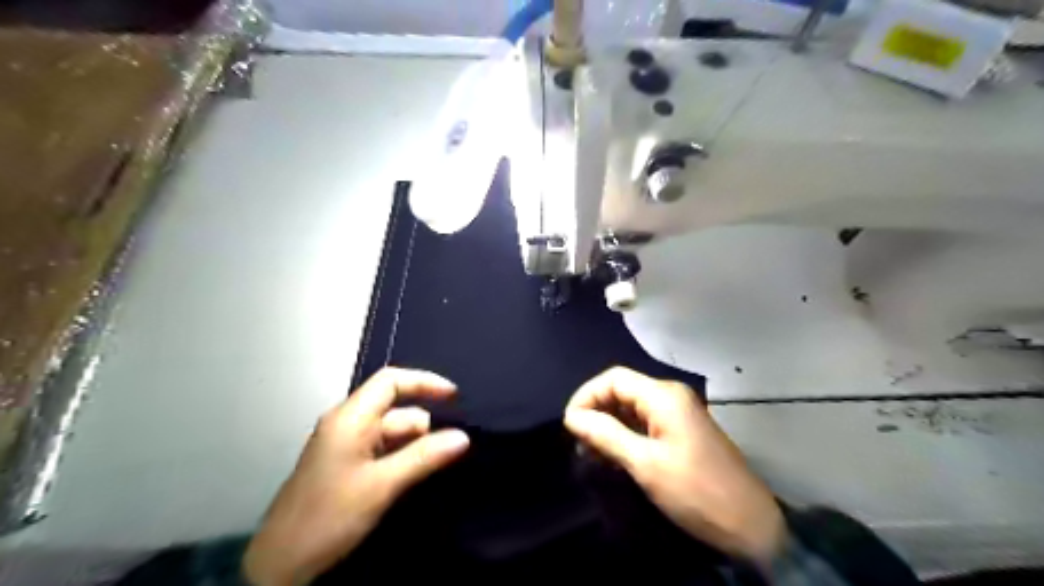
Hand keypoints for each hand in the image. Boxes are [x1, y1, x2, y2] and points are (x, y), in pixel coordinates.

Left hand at [244, 368, 470, 582]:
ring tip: (438, 465)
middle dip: (424, 426)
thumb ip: (424, 457)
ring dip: (415, 445)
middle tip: (453, 450)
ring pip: (391, 432)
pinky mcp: (345, 464)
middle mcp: (347, 423)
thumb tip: (463, 437)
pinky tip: (416, 474)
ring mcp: (345, 444)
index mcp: (350, 418)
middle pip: (396, 409)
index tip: (454, 397)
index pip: (391, 381)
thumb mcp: (382, 485)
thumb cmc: (329, 516)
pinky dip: (402, 457)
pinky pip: (382, 449)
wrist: (279, 564)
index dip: (424, 382)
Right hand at [563, 368, 781, 564]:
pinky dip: (624, 435)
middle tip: (580, 443)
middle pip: (621, 391)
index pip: (613, 379)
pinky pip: (644, 423)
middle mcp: (670, 397)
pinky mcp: (680, 432)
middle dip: (596, 412)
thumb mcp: (645, 463)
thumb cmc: (696, 491)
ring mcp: (677, 414)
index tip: (570, 425)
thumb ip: (606, 435)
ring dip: (608, 426)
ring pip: (631, 408)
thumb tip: (571, 417)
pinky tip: (613, 456)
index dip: (586, 396)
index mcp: (663, 396)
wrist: (751, 525)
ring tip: (592, 452)